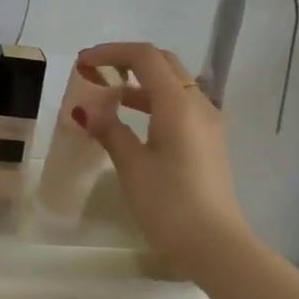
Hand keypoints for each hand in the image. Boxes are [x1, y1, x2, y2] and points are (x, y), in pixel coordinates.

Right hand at [71, 42, 252, 276]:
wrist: (215, 245)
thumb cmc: (169, 204)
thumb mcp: (132, 166)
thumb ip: (109, 130)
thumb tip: (85, 109)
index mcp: (178, 103)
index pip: (145, 57)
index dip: (111, 53)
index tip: (82, 63)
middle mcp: (198, 104)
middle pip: (163, 64)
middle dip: (127, 61)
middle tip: (95, 73)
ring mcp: (208, 123)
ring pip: (173, 85)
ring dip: (140, 83)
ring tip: (107, 97)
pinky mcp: (209, 141)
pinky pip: (180, 106)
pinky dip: (154, 102)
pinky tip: (133, 122)